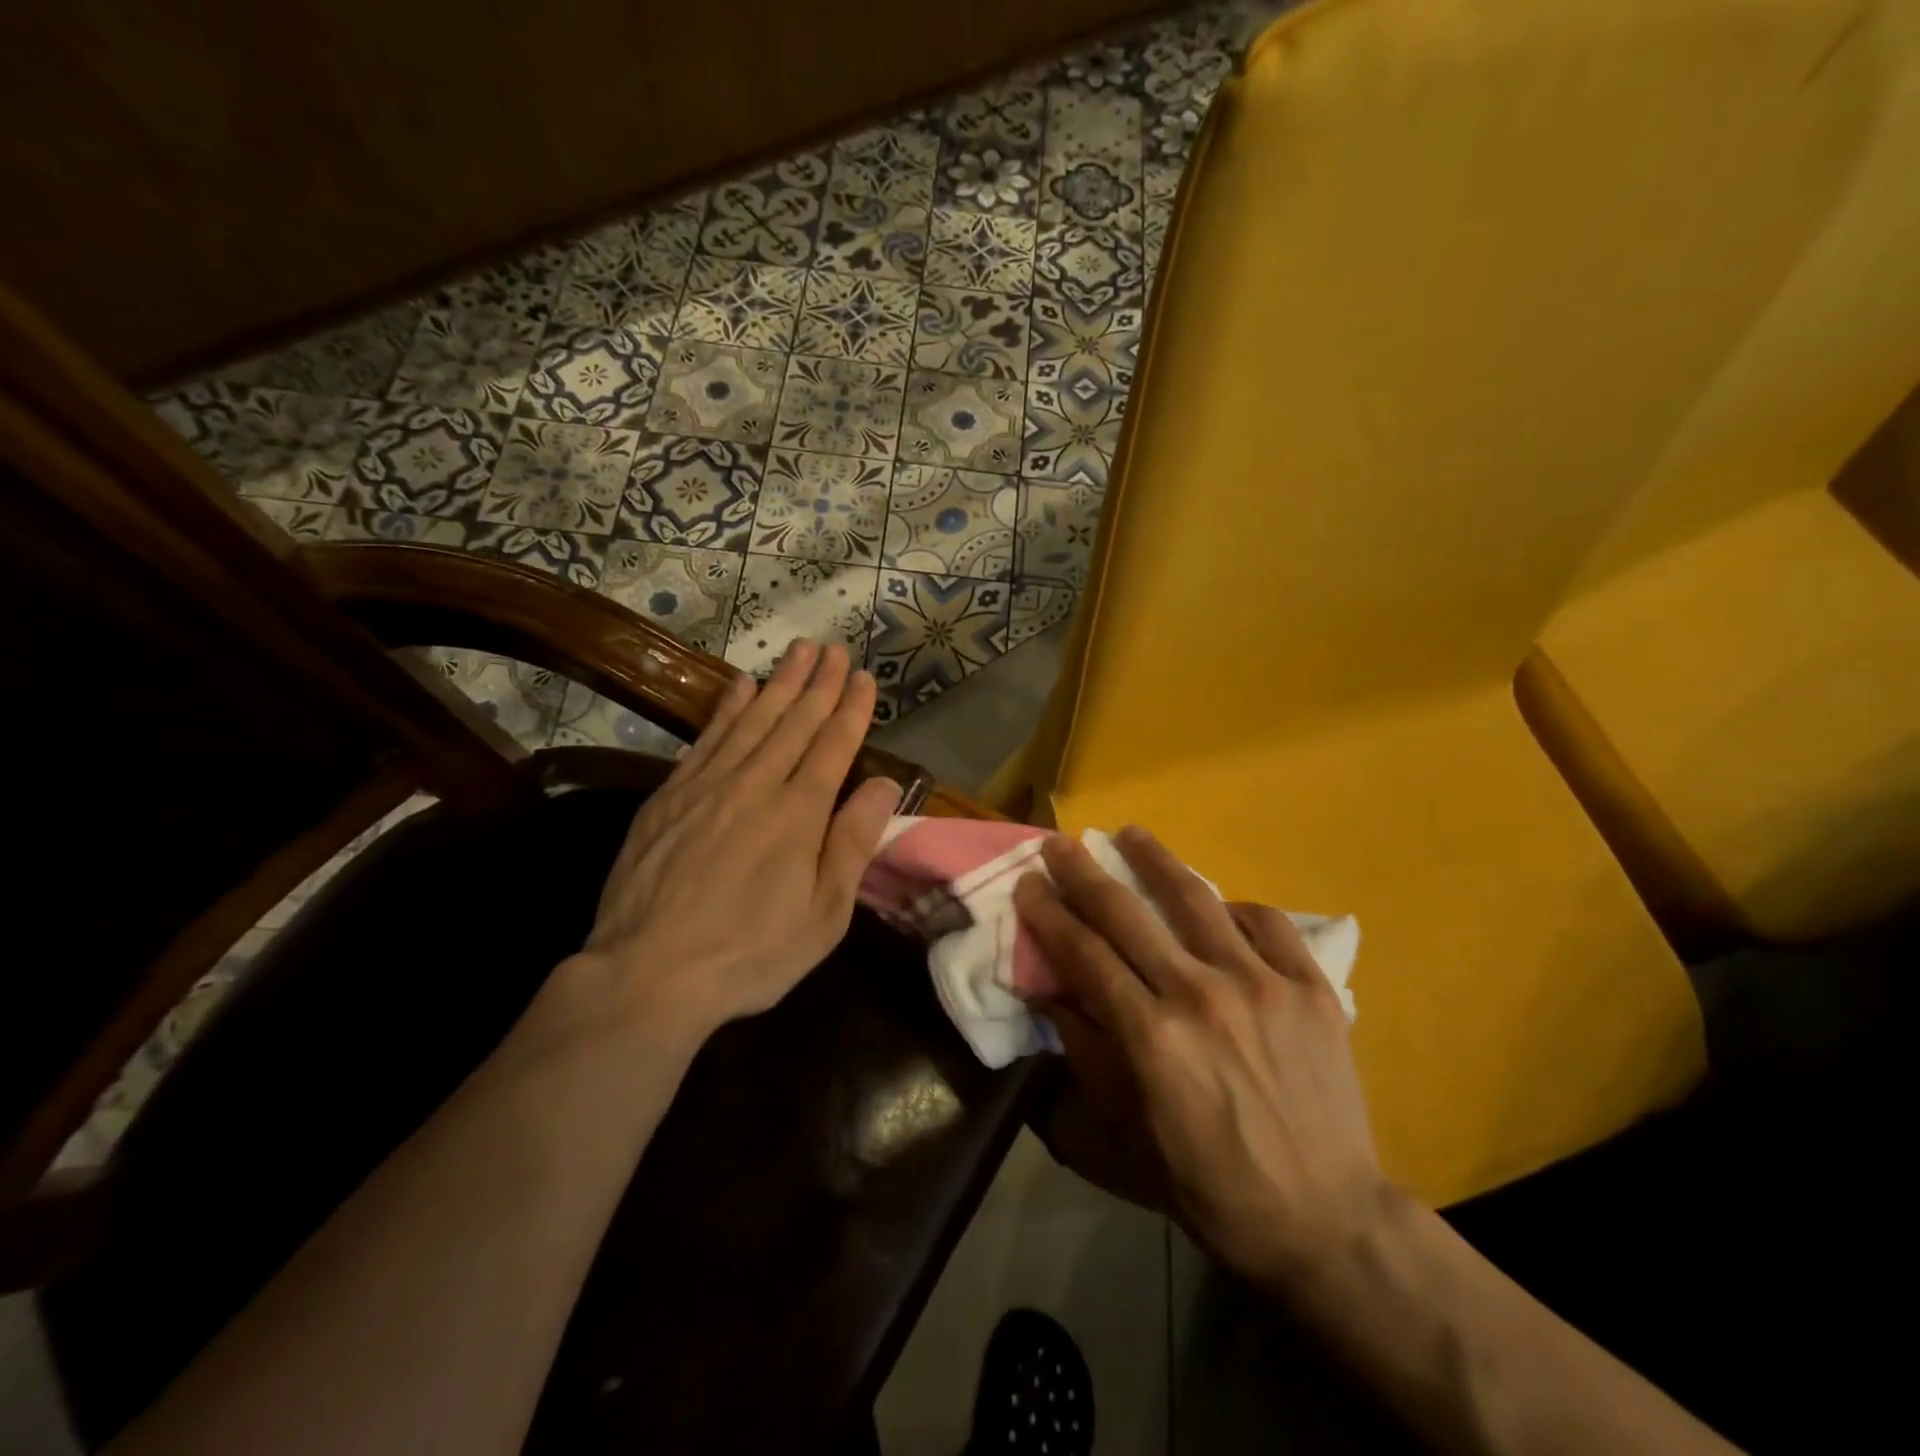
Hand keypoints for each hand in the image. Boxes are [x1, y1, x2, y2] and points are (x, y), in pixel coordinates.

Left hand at [564, 639, 901, 1048]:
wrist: (649, 972)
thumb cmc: (751, 952)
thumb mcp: (823, 914)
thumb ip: (853, 843)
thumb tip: (883, 784)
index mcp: (799, 813)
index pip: (833, 745)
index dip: (851, 709)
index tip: (863, 677)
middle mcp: (756, 785)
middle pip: (794, 722)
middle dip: (819, 683)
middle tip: (835, 648)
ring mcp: (708, 785)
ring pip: (753, 720)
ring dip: (779, 682)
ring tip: (798, 651)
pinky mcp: (670, 796)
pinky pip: (707, 738)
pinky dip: (727, 708)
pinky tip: (740, 687)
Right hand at [1012, 829, 1387, 1288]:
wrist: (1328, 1221)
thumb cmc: (1212, 1188)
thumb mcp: (1126, 1137)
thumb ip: (1086, 1056)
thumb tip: (1050, 995)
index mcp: (1151, 1038)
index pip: (1084, 954)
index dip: (1050, 913)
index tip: (1029, 883)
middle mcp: (1201, 995)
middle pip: (1127, 914)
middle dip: (1084, 872)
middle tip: (1061, 843)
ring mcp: (1261, 984)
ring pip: (1194, 899)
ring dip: (1154, 860)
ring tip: (1131, 833)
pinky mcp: (1310, 986)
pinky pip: (1264, 921)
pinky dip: (1233, 907)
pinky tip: (1218, 907)